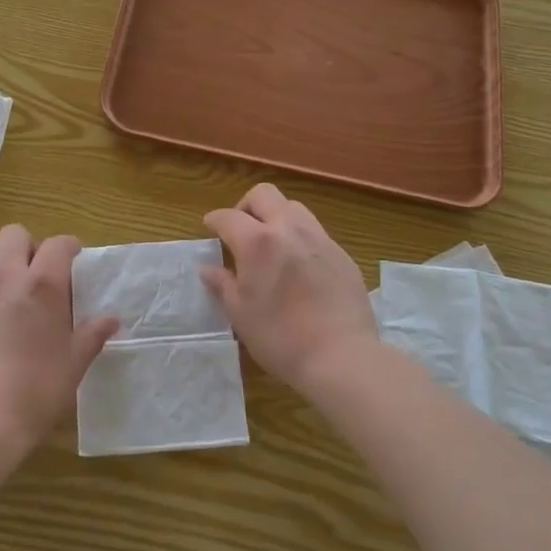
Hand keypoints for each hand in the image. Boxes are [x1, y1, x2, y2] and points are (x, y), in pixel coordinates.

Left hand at [0, 225, 117, 454]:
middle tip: (41, 278)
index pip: (58, 243)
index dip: (69, 247)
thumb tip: (111, 320)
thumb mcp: (75, 364)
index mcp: (41, 285)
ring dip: (4, 270)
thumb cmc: (38, 390)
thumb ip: (92, 335)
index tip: (75, 262)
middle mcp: (5, 279)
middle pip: (14, 235)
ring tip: (14, 303)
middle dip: (30, 247)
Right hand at [202, 184, 377, 395]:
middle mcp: (289, 229)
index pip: (228, 217)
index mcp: (258, 242)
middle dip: (246, 206)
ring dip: (276, 217)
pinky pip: (316, 232)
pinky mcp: (342, 254)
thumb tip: (208, 269)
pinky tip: (299, 267)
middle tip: (241, 231)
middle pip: (264, 195)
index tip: (209, 227)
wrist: (342, 356)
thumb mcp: (241, 314)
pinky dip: (300, 239)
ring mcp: (320, 238)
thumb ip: (223, 285)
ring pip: (293, 207)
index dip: (214, 220)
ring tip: (272, 245)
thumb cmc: (280, 337)